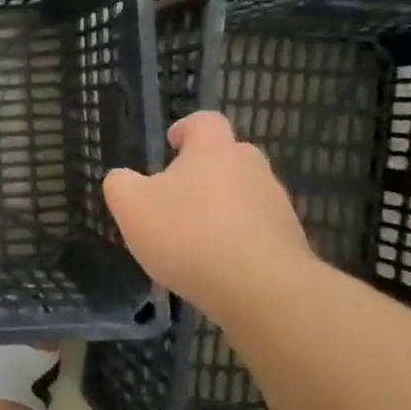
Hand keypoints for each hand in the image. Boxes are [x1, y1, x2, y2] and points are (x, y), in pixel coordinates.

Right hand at [104, 112, 312, 317]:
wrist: (259, 288)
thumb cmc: (188, 234)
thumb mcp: (131, 207)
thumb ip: (120, 184)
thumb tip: (122, 178)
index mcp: (213, 150)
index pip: (204, 121)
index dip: (186, 129)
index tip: (172, 143)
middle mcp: (251, 167)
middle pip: (228, 157)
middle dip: (204, 171)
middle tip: (177, 196)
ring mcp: (276, 204)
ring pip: (244, 194)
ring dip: (222, 207)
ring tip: (195, 239)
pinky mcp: (290, 239)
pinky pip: (257, 229)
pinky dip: (238, 239)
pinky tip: (217, 265)